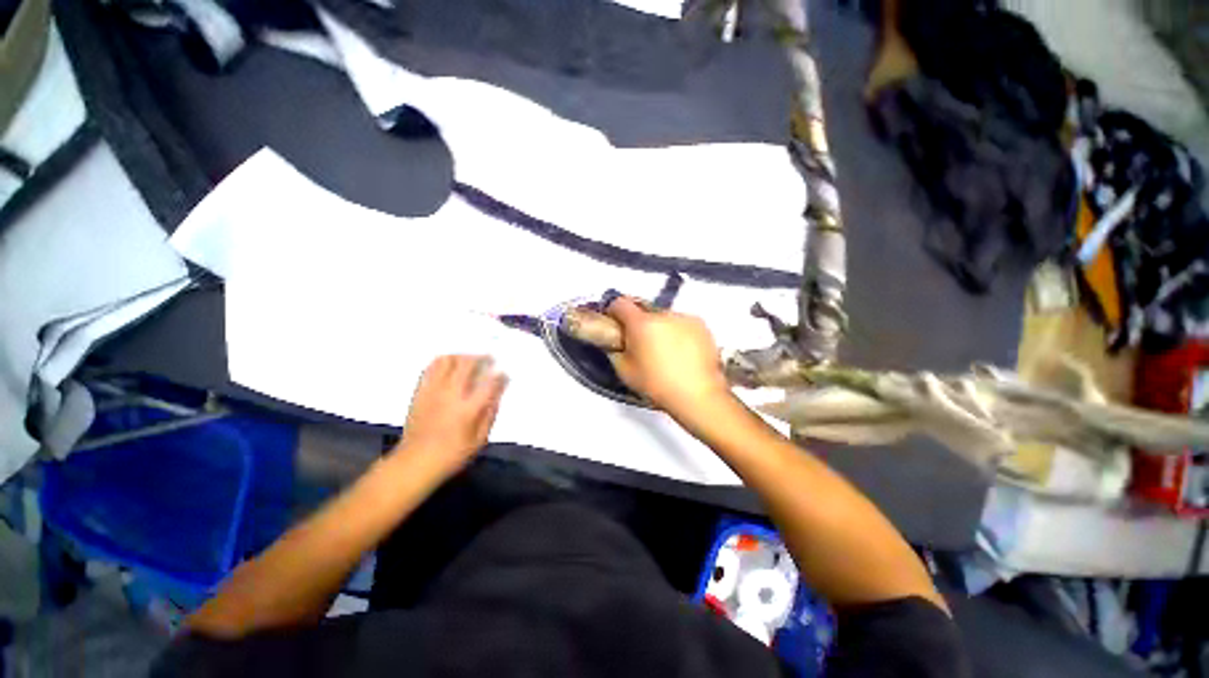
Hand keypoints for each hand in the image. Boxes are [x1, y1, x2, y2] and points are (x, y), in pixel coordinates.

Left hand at [396, 355, 507, 476]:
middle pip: (467, 364)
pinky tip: (449, 365)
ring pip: (448, 361)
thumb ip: (490, 415)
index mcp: (468, 409)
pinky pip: (430, 368)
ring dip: (462, 356)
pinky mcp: (420, 391)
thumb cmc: (451, 455)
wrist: (415, 461)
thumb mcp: (479, 440)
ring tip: (469, 359)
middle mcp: (451, 394)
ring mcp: (433, 391)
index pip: (489, 383)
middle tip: (489, 358)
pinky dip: (442, 361)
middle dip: (481, 357)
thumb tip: (497, 396)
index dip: (500, 375)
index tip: (505, 373)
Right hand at [605, 297, 728, 416]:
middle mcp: (663, 314)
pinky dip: (678, 332)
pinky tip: (682, 352)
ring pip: (664, 317)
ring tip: (665, 351)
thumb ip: (615, 351)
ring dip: (660, 327)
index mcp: (641, 324)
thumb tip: (615, 342)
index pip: (620, 303)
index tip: (615, 323)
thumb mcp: (625, 372)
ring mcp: (685, 318)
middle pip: (644, 309)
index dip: (614, 311)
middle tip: (641, 343)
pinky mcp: (701, 325)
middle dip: (639, 322)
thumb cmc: (658, 385)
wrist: (698, 395)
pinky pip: (682, 323)